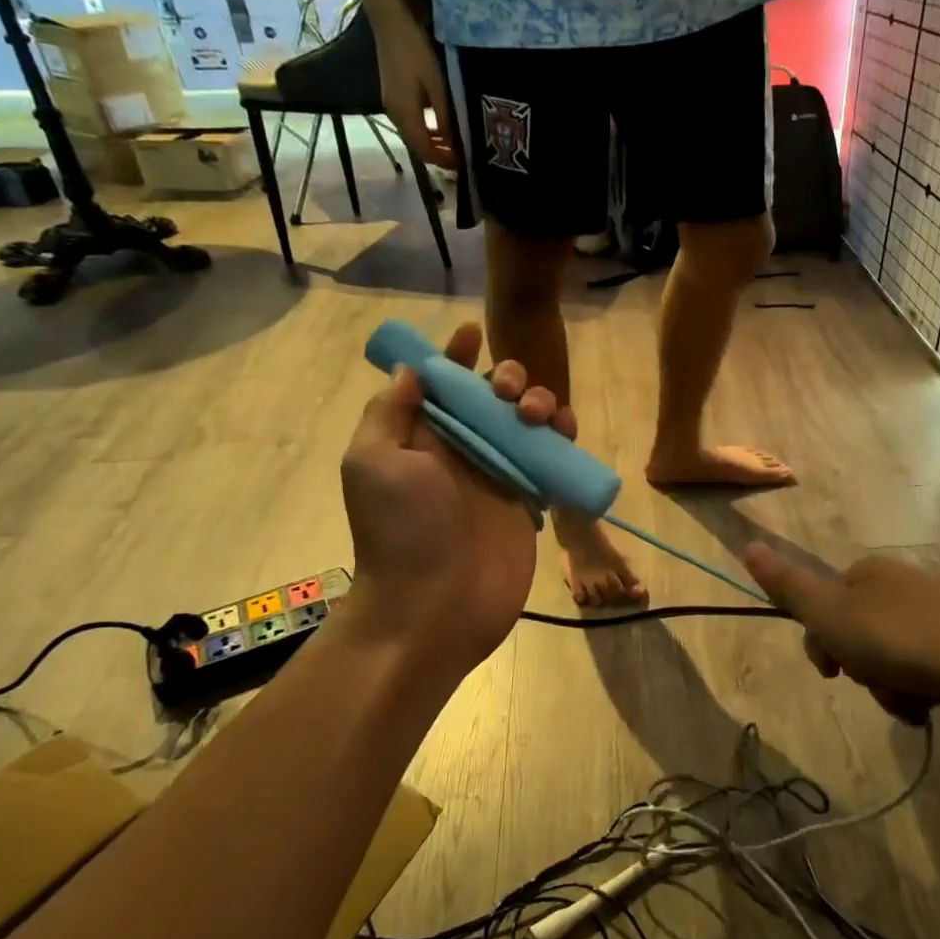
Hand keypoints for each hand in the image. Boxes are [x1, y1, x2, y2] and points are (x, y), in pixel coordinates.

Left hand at [336, 323, 574, 682]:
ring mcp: (499, 474)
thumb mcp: (374, 461)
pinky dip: (562, 437)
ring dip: (540, 403)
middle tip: (509, 393)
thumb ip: (391, 411)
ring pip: (528, 421)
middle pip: (492, 396)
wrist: (437, 605)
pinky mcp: (530, 498)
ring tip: (539, 416)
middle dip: (506, 378)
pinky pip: (551, 456)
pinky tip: (565, 433)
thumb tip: (412, 370)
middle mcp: (462, 450)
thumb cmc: (403, 530)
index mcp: (421, 437)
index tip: (473, 334)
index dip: (456, 357)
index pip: (441, 385)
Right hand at [374, 8, 455, 168]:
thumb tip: (452, 144)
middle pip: (417, 147)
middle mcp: (394, 115)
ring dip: (432, 145)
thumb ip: (444, 118)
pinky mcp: (391, 97)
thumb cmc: (416, 52)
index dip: (443, 162)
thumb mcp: (437, 87)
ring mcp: (390, 106)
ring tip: (453, 146)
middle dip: (438, 156)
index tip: (463, 165)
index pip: (424, 151)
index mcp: (405, 115)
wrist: (390, 22)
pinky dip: (425, 131)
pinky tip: (439, 128)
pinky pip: (410, 124)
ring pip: (413, 136)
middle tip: (460, 158)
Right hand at [744, 547, 939, 727]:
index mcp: (868, 573)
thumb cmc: (896, 638)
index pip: (826, 604)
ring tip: (905, 699)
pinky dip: (918, 691)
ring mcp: (937, 612)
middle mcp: (901, 585)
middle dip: (860, 666)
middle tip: (872, 681)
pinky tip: (928, 705)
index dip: (821, 639)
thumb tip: (748, 545)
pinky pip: (924, 670)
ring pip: (890, 657)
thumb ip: (788, 586)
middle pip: (858, 633)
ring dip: (887, 686)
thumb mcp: (829, 613)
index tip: (831, 668)